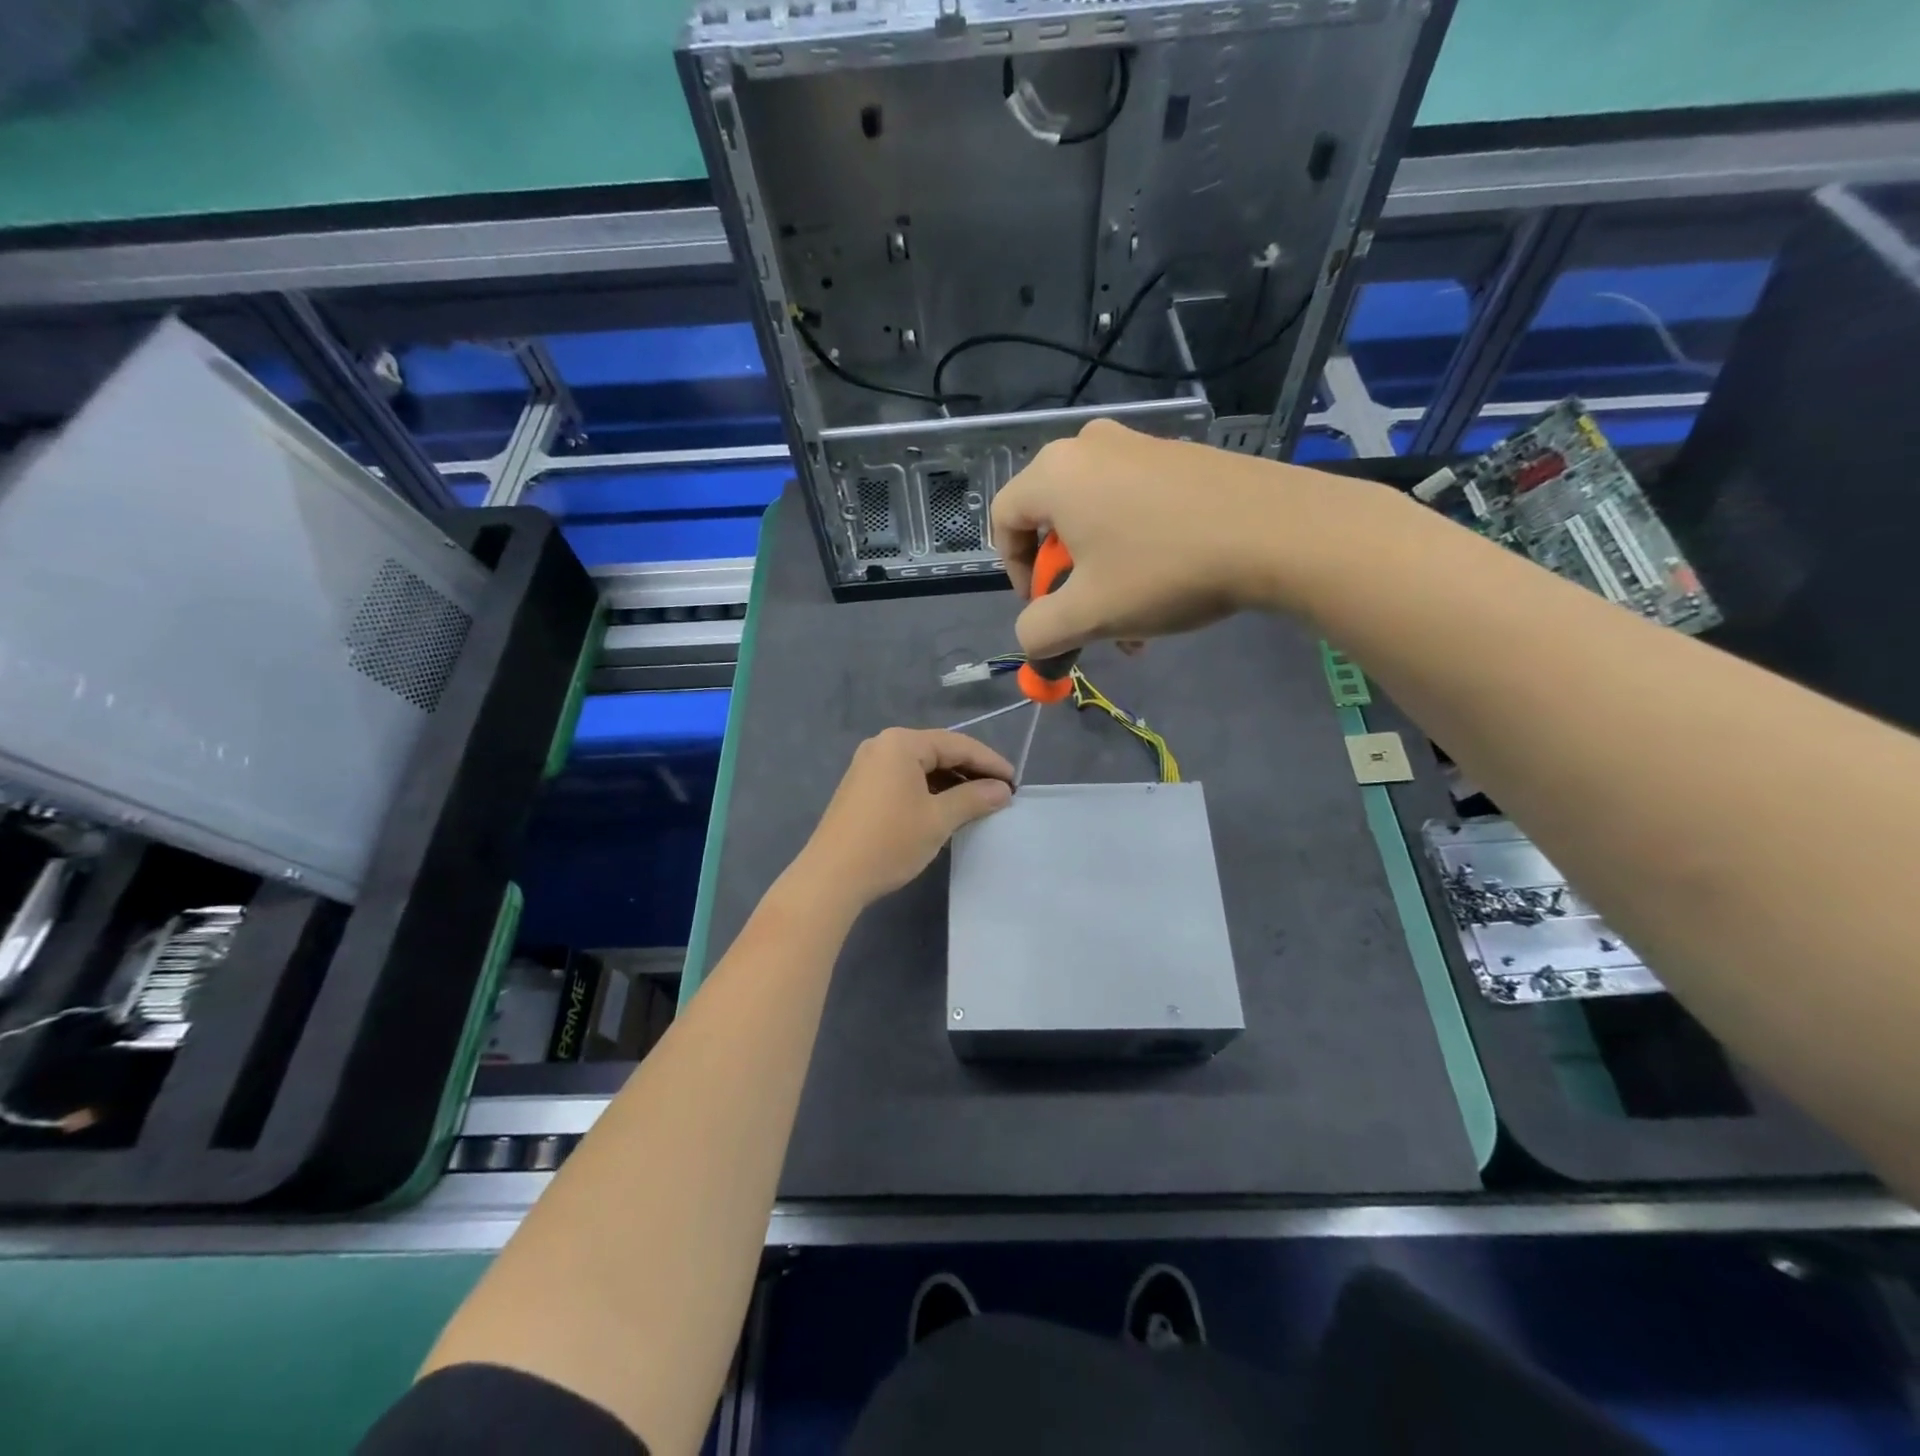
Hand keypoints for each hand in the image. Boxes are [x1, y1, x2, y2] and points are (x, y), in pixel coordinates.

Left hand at [793, 729, 1014, 907]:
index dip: (990, 762)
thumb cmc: (889, 842)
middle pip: (938, 751)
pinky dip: (930, 790)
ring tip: (980, 803)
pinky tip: (947, 808)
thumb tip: (1003, 790)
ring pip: (922, 767)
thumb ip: (974, 798)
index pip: (957, 744)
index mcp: (902, 743)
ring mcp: (869, 765)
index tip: (1016, 782)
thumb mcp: (938, 819)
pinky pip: (905, 779)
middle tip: (1001, 792)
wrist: (832, 877)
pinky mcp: (862, 787)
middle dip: (971, 771)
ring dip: (952, 782)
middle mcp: (883, 745)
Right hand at [991, 418, 1366, 658]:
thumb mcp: (1088, 615)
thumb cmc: (1164, 570)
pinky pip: (1135, 506)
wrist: (1280, 532)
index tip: (1044, 610)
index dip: (1013, 573)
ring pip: (1097, 521)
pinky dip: (1136, 550)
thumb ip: (1039, 633)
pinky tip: (1167, 590)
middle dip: (1066, 583)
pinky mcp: (1181, 457)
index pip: (1003, 520)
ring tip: (1135, 623)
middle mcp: (1090, 447)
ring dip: (1103, 576)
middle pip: (1052, 522)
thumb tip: (1031, 641)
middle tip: (1092, 620)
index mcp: (1055, 473)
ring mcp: (1140, 446)